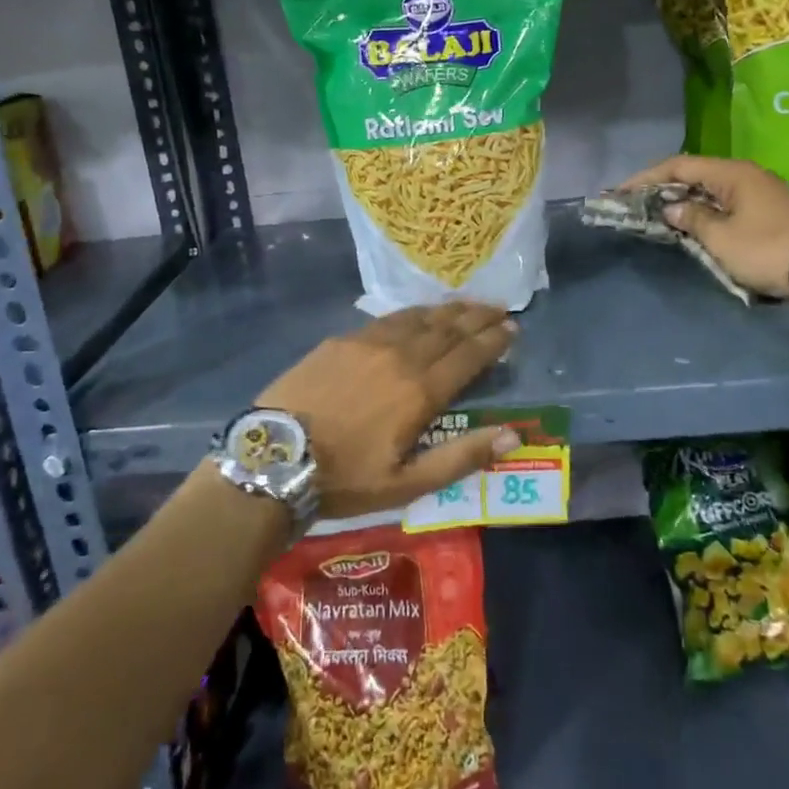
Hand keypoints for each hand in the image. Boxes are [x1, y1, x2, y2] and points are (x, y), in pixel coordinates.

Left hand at [257, 303, 519, 518]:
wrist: (275, 456)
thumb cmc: (345, 478)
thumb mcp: (407, 483)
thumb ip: (462, 457)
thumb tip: (513, 437)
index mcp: (420, 391)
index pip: (468, 355)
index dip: (493, 340)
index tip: (513, 329)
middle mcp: (400, 356)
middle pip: (448, 329)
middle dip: (478, 317)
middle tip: (500, 309)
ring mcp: (369, 343)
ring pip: (419, 318)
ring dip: (448, 310)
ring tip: (468, 305)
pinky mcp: (342, 340)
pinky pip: (388, 318)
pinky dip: (413, 313)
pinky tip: (418, 314)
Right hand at [619, 155, 788, 299]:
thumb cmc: (767, 249)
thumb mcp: (721, 238)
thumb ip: (691, 218)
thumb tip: (671, 207)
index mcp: (732, 173)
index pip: (679, 165)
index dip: (647, 177)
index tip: (622, 192)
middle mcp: (746, 175)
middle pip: (695, 174)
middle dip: (664, 188)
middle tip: (638, 203)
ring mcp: (761, 191)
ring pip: (712, 189)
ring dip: (685, 200)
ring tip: (660, 215)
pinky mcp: (770, 210)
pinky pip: (727, 203)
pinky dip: (705, 210)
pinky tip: (693, 224)